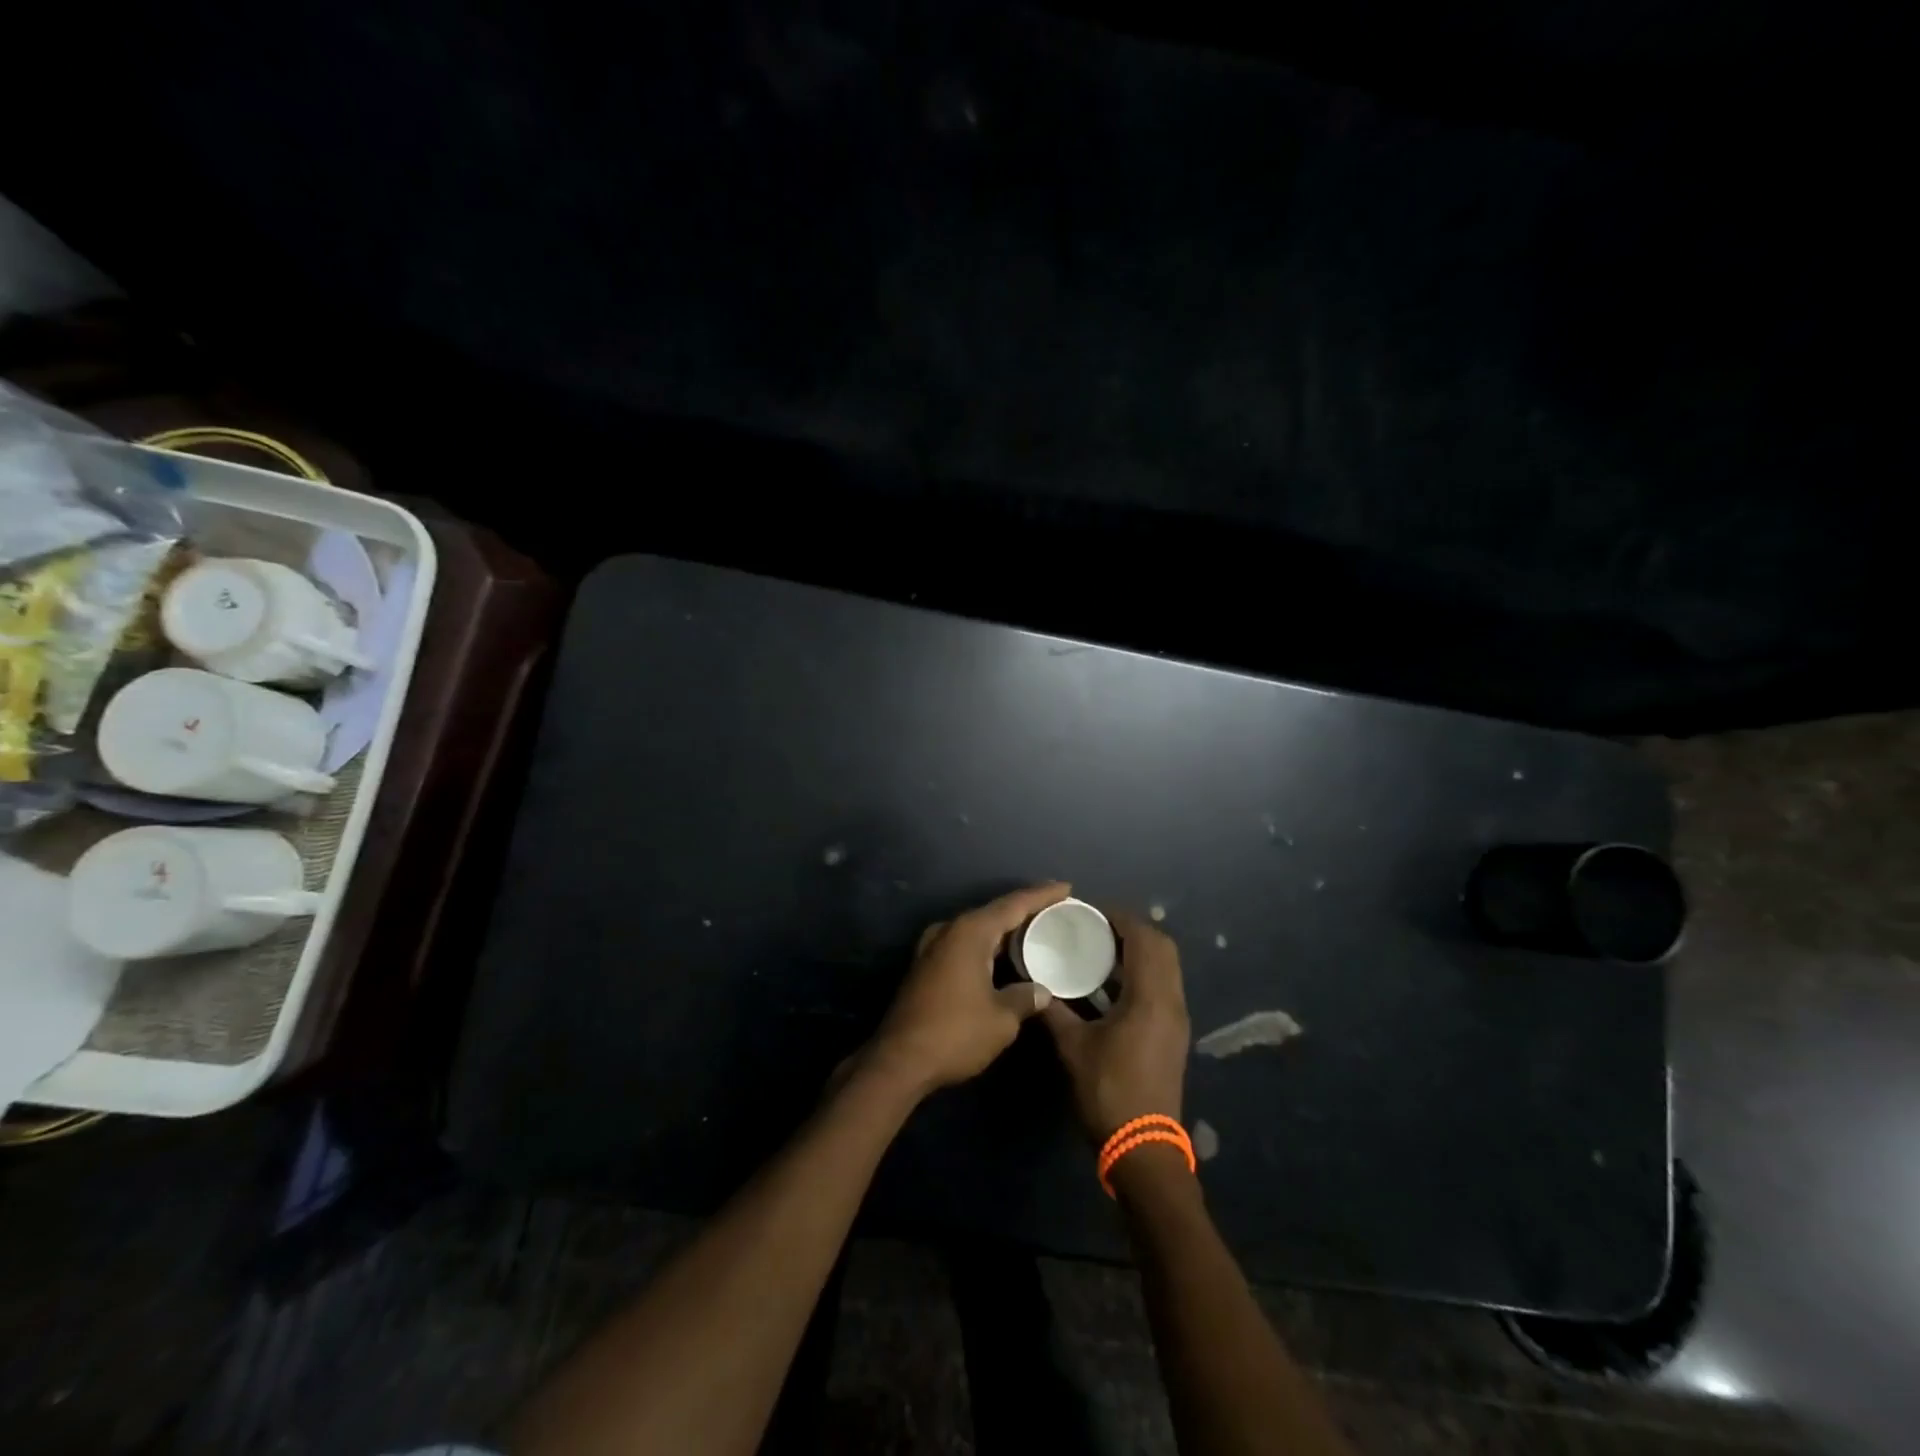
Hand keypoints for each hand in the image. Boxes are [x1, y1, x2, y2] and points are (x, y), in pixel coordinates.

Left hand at [866, 882, 1071, 1095]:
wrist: (899, 1060)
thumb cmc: (955, 1033)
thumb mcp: (1001, 1018)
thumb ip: (1025, 997)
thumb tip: (1041, 991)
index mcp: (970, 932)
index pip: (1013, 904)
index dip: (1042, 895)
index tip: (1066, 887)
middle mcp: (950, 930)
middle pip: (994, 913)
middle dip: (1025, 912)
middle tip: (1056, 912)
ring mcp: (933, 948)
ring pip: (978, 930)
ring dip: (1005, 932)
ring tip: (1036, 933)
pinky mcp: (926, 967)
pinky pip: (965, 945)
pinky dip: (988, 947)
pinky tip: (1004, 958)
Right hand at [1042, 910, 1190, 1140]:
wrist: (1144, 1148)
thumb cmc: (1108, 1091)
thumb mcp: (1073, 1047)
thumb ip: (1053, 1010)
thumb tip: (1033, 985)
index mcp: (1151, 998)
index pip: (1144, 939)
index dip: (1120, 919)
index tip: (1091, 912)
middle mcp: (1171, 1002)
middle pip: (1162, 947)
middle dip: (1133, 930)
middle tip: (1097, 927)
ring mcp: (1177, 1019)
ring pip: (1167, 967)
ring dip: (1140, 951)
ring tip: (1102, 949)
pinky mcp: (1174, 1034)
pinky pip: (1164, 986)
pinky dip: (1143, 973)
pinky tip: (1112, 984)